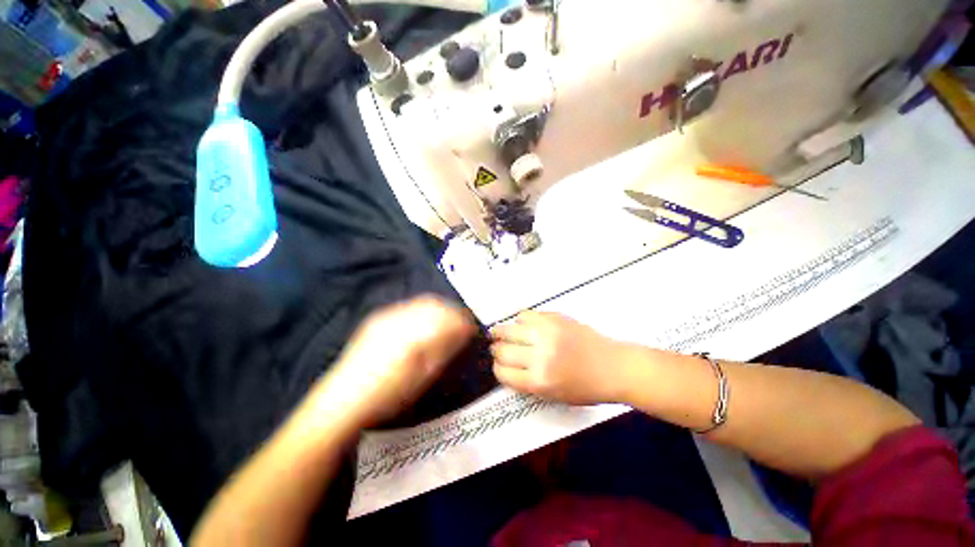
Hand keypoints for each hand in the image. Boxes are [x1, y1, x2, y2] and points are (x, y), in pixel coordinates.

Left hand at [312, 296, 476, 427]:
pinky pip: (408, 305)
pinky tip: (424, 321)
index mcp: (413, 335)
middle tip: (462, 324)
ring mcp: (387, 315)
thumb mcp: (423, 376)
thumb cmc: (388, 394)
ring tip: (446, 321)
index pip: (447, 318)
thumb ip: (444, 349)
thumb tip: (463, 332)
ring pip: (422, 301)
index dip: (463, 321)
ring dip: (439, 308)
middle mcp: (400, 318)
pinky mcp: (378, 317)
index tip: (472, 328)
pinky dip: (423, 309)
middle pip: (435, 304)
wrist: (343, 400)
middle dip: (452, 311)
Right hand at [490, 311, 634, 404]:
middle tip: (496, 347)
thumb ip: (527, 383)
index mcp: (540, 381)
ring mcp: (547, 334)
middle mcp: (540, 356)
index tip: (497, 364)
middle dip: (496, 350)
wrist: (615, 366)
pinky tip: (521, 324)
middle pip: (503, 350)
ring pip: (510, 329)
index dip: (497, 368)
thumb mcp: (554, 396)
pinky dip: (520, 320)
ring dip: (500, 332)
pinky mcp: (554, 318)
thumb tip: (507, 367)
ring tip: (499, 332)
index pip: (504, 373)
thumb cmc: (586, 388)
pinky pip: (526, 315)